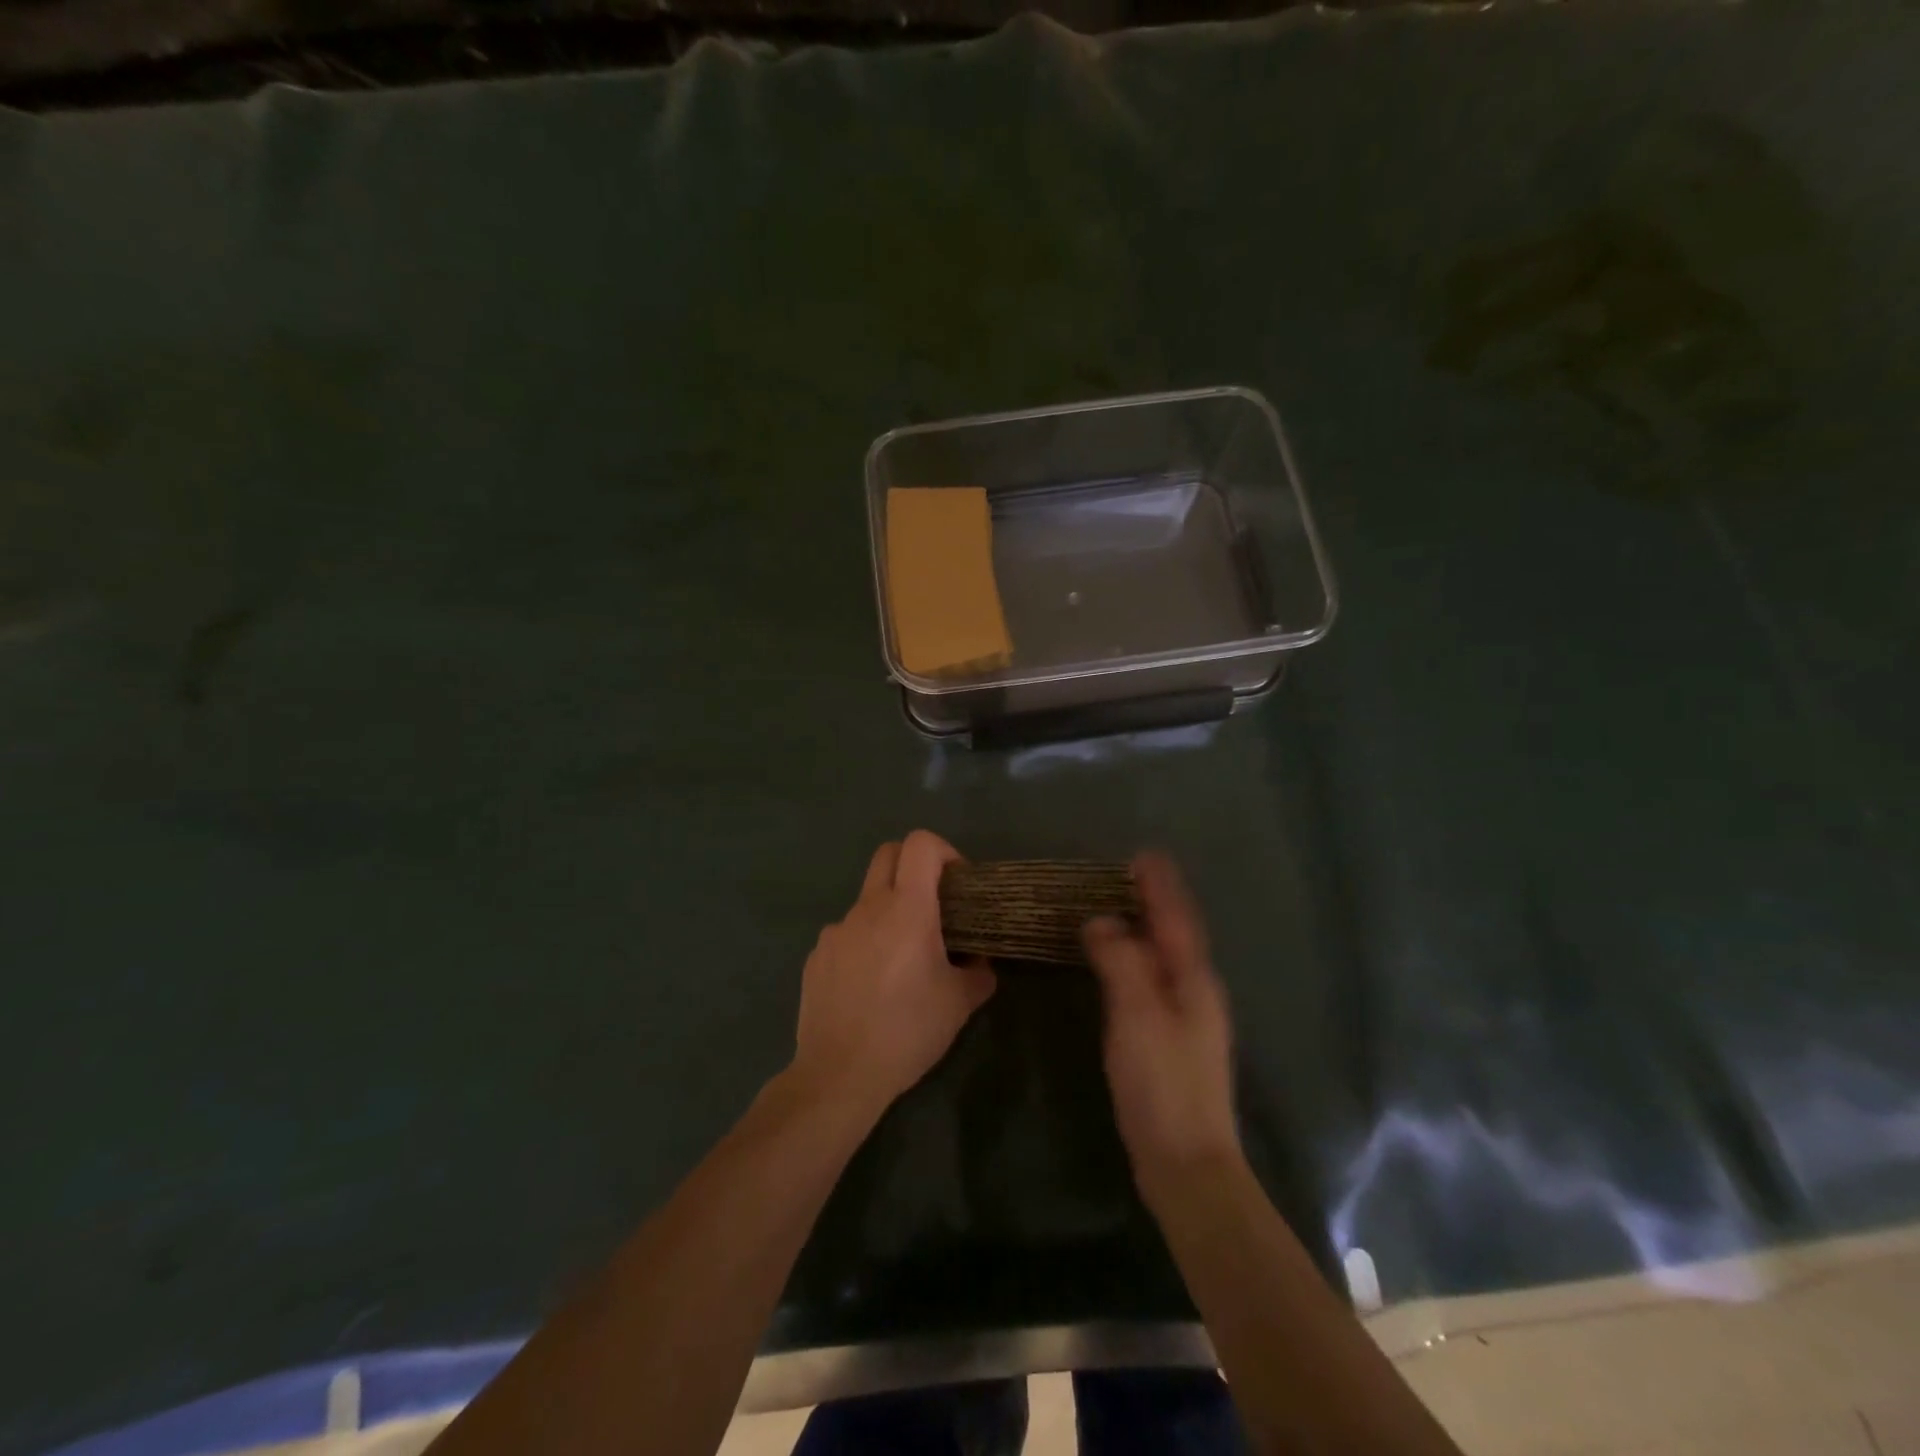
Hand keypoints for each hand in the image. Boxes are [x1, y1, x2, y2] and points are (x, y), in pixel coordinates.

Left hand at [792, 830, 996, 1114]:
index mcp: (907, 909)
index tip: (958, 883)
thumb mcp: (959, 1004)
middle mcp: (868, 908)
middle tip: (933, 903)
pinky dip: (864, 944)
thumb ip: (978, 973)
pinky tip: (869, 986)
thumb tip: (980, 962)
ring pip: (867, 900)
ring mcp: (836, 930)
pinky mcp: (817, 955)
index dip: (944, 851)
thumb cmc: (907, 1031)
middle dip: (913, 864)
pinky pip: (846, 934)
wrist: (839, 1074)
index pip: (920, 844)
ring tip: (901, 960)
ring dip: (888, 912)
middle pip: (888, 854)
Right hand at [1083, 852, 1241, 1203]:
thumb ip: (1121, 961)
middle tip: (1124, 875)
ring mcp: (1187, 1017)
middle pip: (1176, 933)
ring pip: (1165, 957)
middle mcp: (1196, 991)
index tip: (1142, 854)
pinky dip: (1138, 958)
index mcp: (1193, 978)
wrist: (1187, 1163)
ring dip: (1146, 928)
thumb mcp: (1137, 1015)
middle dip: (1155, 901)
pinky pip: (1154, 979)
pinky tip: (1120, 964)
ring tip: (1119, 908)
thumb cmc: (1163, 1084)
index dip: (1160, 885)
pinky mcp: (1171, 1040)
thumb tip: (1101, 920)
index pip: (1176, 917)